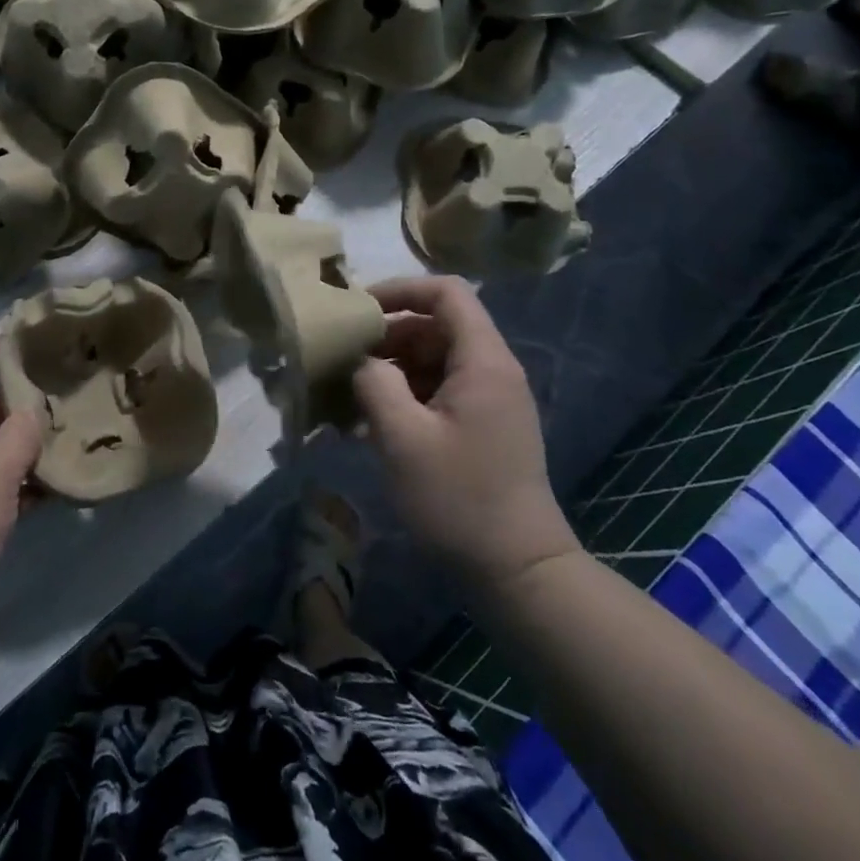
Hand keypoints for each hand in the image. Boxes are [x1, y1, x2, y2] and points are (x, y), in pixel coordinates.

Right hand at [351, 278, 579, 607]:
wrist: (516, 571)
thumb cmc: (458, 498)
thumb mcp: (402, 437)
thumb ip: (374, 383)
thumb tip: (361, 360)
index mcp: (483, 361)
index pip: (446, 293)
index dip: (400, 289)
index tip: (357, 310)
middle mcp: (491, 371)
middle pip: (435, 326)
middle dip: (386, 336)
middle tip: (343, 359)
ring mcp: (488, 401)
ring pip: (432, 360)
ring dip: (389, 370)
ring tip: (347, 396)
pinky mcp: (480, 427)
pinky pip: (436, 392)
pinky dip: (402, 397)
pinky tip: (367, 425)